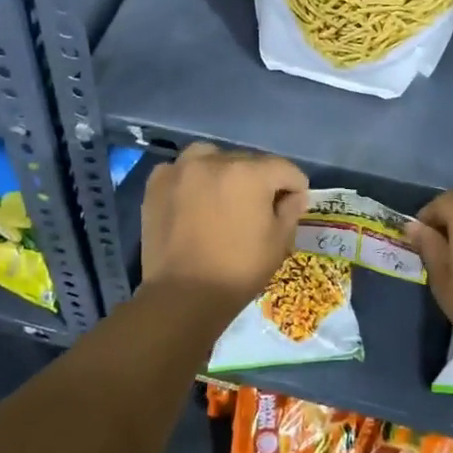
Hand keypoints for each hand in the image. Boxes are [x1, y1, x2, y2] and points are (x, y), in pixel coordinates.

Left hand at [140, 142, 308, 312]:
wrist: (182, 295)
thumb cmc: (238, 271)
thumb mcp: (278, 243)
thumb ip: (290, 211)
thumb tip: (293, 196)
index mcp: (251, 173)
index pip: (284, 169)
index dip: (295, 188)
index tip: (291, 207)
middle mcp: (216, 160)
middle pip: (248, 161)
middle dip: (258, 181)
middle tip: (255, 209)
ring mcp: (182, 168)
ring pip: (212, 157)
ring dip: (223, 172)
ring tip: (221, 197)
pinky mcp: (157, 182)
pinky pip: (181, 169)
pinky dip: (190, 179)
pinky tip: (192, 200)